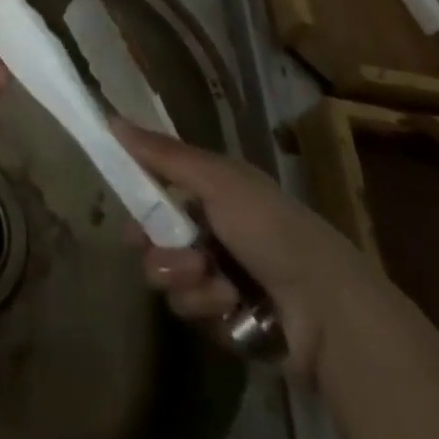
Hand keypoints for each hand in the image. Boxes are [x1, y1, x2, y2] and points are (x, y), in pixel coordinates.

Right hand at [114, 118, 372, 382]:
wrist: (327, 310)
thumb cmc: (271, 228)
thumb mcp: (217, 179)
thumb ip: (163, 154)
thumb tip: (111, 118)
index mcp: (212, 193)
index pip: (157, 191)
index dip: (140, 200)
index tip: (132, 210)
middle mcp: (210, 232)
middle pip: (152, 237)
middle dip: (158, 248)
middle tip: (179, 254)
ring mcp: (215, 277)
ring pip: (165, 275)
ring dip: (184, 278)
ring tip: (215, 281)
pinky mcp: (221, 319)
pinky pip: (188, 309)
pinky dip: (205, 305)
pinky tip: (230, 305)